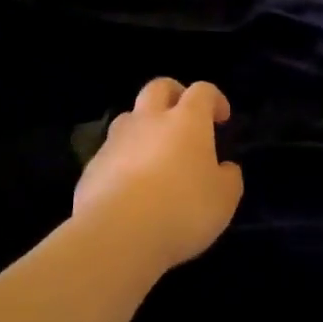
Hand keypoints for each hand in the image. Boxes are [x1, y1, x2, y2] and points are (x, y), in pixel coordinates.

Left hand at [74, 79, 243, 278]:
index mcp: (186, 120)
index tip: (221, 118)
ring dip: (143, 126)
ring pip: (130, 117)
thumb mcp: (223, 200)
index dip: (214, 99)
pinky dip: (123, 160)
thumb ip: (228, 178)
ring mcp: (117, 140)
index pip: (202, 91)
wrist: (118, 233)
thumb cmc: (182, 209)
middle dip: (173, 94)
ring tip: (153, 154)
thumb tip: (226, 168)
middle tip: (183, 116)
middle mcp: (150, 120)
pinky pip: (111, 152)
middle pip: (159, 88)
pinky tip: (129, 188)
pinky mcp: (94, 165)